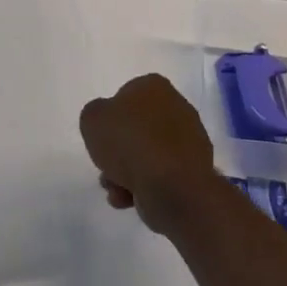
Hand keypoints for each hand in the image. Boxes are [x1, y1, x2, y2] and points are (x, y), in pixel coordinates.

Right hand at [79, 74, 218, 234]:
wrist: (172, 187)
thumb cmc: (130, 143)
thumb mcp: (92, 119)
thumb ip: (95, 115)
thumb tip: (107, 123)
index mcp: (154, 86)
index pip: (125, 97)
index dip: (110, 119)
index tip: (102, 139)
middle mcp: (176, 106)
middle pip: (137, 129)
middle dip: (119, 152)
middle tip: (106, 169)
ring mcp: (189, 139)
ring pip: (148, 155)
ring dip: (127, 173)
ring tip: (116, 190)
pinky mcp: (194, 170)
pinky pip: (161, 174)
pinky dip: (145, 186)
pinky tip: (131, 199)